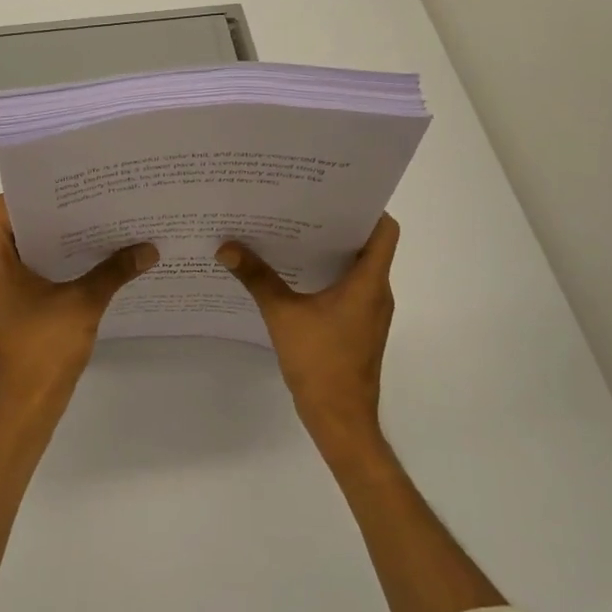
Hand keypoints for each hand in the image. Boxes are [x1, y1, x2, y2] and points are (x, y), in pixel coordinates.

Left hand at [0, 194, 157, 427]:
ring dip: (57, 241)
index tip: (64, 188)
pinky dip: (57, 266)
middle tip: (90, 201)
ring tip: (96, 226)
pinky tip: (91, 264)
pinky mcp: (16, 311)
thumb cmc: (44, 349)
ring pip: (26, 253)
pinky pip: (33, 275)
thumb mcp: (83, 304)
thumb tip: (149, 248)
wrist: (27, 407)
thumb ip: (114, 272)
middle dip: (52, 215)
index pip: (0, 210)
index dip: (28, 194)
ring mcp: (3, 295)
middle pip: (16, 228)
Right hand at [217, 214, 400, 459]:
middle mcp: (377, 292)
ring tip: (294, 234)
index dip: (366, 207)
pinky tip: (295, 275)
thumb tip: (226, 247)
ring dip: (331, 251)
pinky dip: (329, 276)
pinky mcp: (360, 327)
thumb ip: (257, 278)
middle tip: (302, 206)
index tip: (334, 194)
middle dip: (338, 225)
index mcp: (369, 282)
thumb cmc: (320, 362)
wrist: (340, 418)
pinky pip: (350, 289)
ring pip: (358, 268)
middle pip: (369, 245)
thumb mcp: (282, 315)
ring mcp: (371, 312)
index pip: (385, 230)